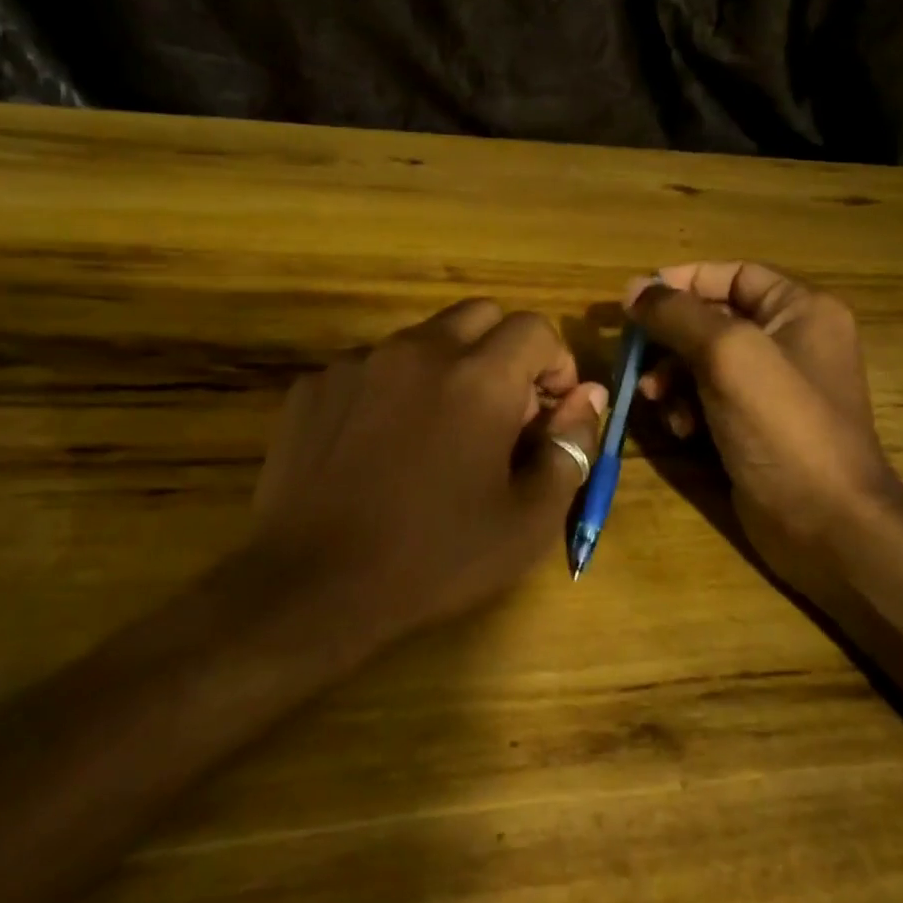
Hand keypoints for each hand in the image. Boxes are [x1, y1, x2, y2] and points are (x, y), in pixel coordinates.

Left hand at [244, 299, 605, 648]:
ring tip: (435, 436)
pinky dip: (390, 391)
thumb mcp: (527, 521)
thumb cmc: (434, 559)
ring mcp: (357, 364)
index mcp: (478, 378)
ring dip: (445, 370)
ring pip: (421, 340)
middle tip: (500, 415)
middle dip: (503, 352)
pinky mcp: (313, 386)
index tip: (549, 411)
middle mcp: (417, 351)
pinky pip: (369, 368)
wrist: (313, 586)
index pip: (535, 328)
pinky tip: (378, 449)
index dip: (555, 365)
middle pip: (479, 316)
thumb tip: (589, 398)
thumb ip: (570, 447)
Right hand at [627, 262, 902, 597]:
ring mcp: (774, 390)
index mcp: (801, 311)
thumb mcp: (728, 355)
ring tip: (655, 400)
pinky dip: (687, 409)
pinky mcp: (756, 429)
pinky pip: (709, 401)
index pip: (733, 275)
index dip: (682, 281)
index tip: (634, 300)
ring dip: (672, 378)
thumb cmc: (783, 427)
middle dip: (669, 340)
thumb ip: (678, 315)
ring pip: (704, 364)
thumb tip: (633, 289)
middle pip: (713, 321)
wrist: (825, 524)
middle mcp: (792, 343)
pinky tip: (680, 430)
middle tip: (635, 360)